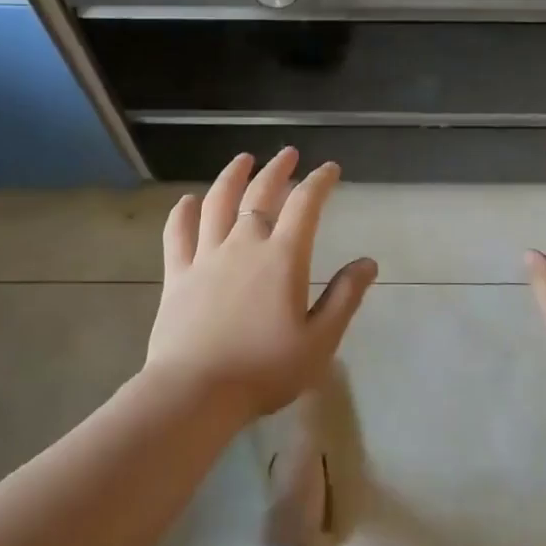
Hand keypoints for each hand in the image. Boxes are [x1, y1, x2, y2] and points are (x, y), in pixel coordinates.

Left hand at [144, 148, 378, 420]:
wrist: (196, 392)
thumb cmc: (264, 370)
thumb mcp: (320, 341)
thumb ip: (344, 298)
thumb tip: (368, 262)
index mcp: (282, 257)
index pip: (305, 205)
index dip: (319, 182)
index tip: (329, 169)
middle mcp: (243, 244)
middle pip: (260, 194)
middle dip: (277, 169)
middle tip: (287, 154)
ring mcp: (206, 256)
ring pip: (218, 203)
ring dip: (232, 176)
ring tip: (242, 160)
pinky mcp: (177, 274)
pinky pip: (178, 233)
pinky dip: (183, 212)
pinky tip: (187, 200)